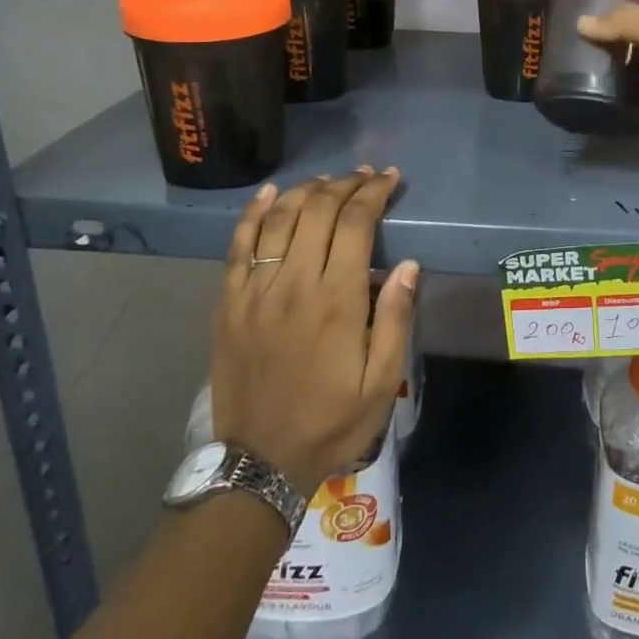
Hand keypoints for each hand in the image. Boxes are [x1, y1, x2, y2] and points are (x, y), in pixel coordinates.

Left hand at [209, 168, 418, 495]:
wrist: (259, 461)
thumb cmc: (331, 421)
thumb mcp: (382, 381)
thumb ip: (395, 318)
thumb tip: (409, 265)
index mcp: (336, 299)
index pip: (355, 223)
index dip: (374, 194)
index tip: (389, 179)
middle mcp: (293, 283)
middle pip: (317, 211)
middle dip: (345, 185)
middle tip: (365, 176)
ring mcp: (255, 291)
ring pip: (279, 219)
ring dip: (306, 191)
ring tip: (328, 181)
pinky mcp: (229, 303)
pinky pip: (239, 245)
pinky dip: (254, 213)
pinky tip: (270, 193)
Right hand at [579, 5, 638, 223]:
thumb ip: (628, 21)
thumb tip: (582, 22)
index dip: (626, 7)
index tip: (585, 2)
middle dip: (612, 37)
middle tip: (569, 31)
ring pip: (634, 72)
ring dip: (607, 68)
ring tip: (567, 57)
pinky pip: (631, 104)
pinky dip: (610, 100)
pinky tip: (580, 89)